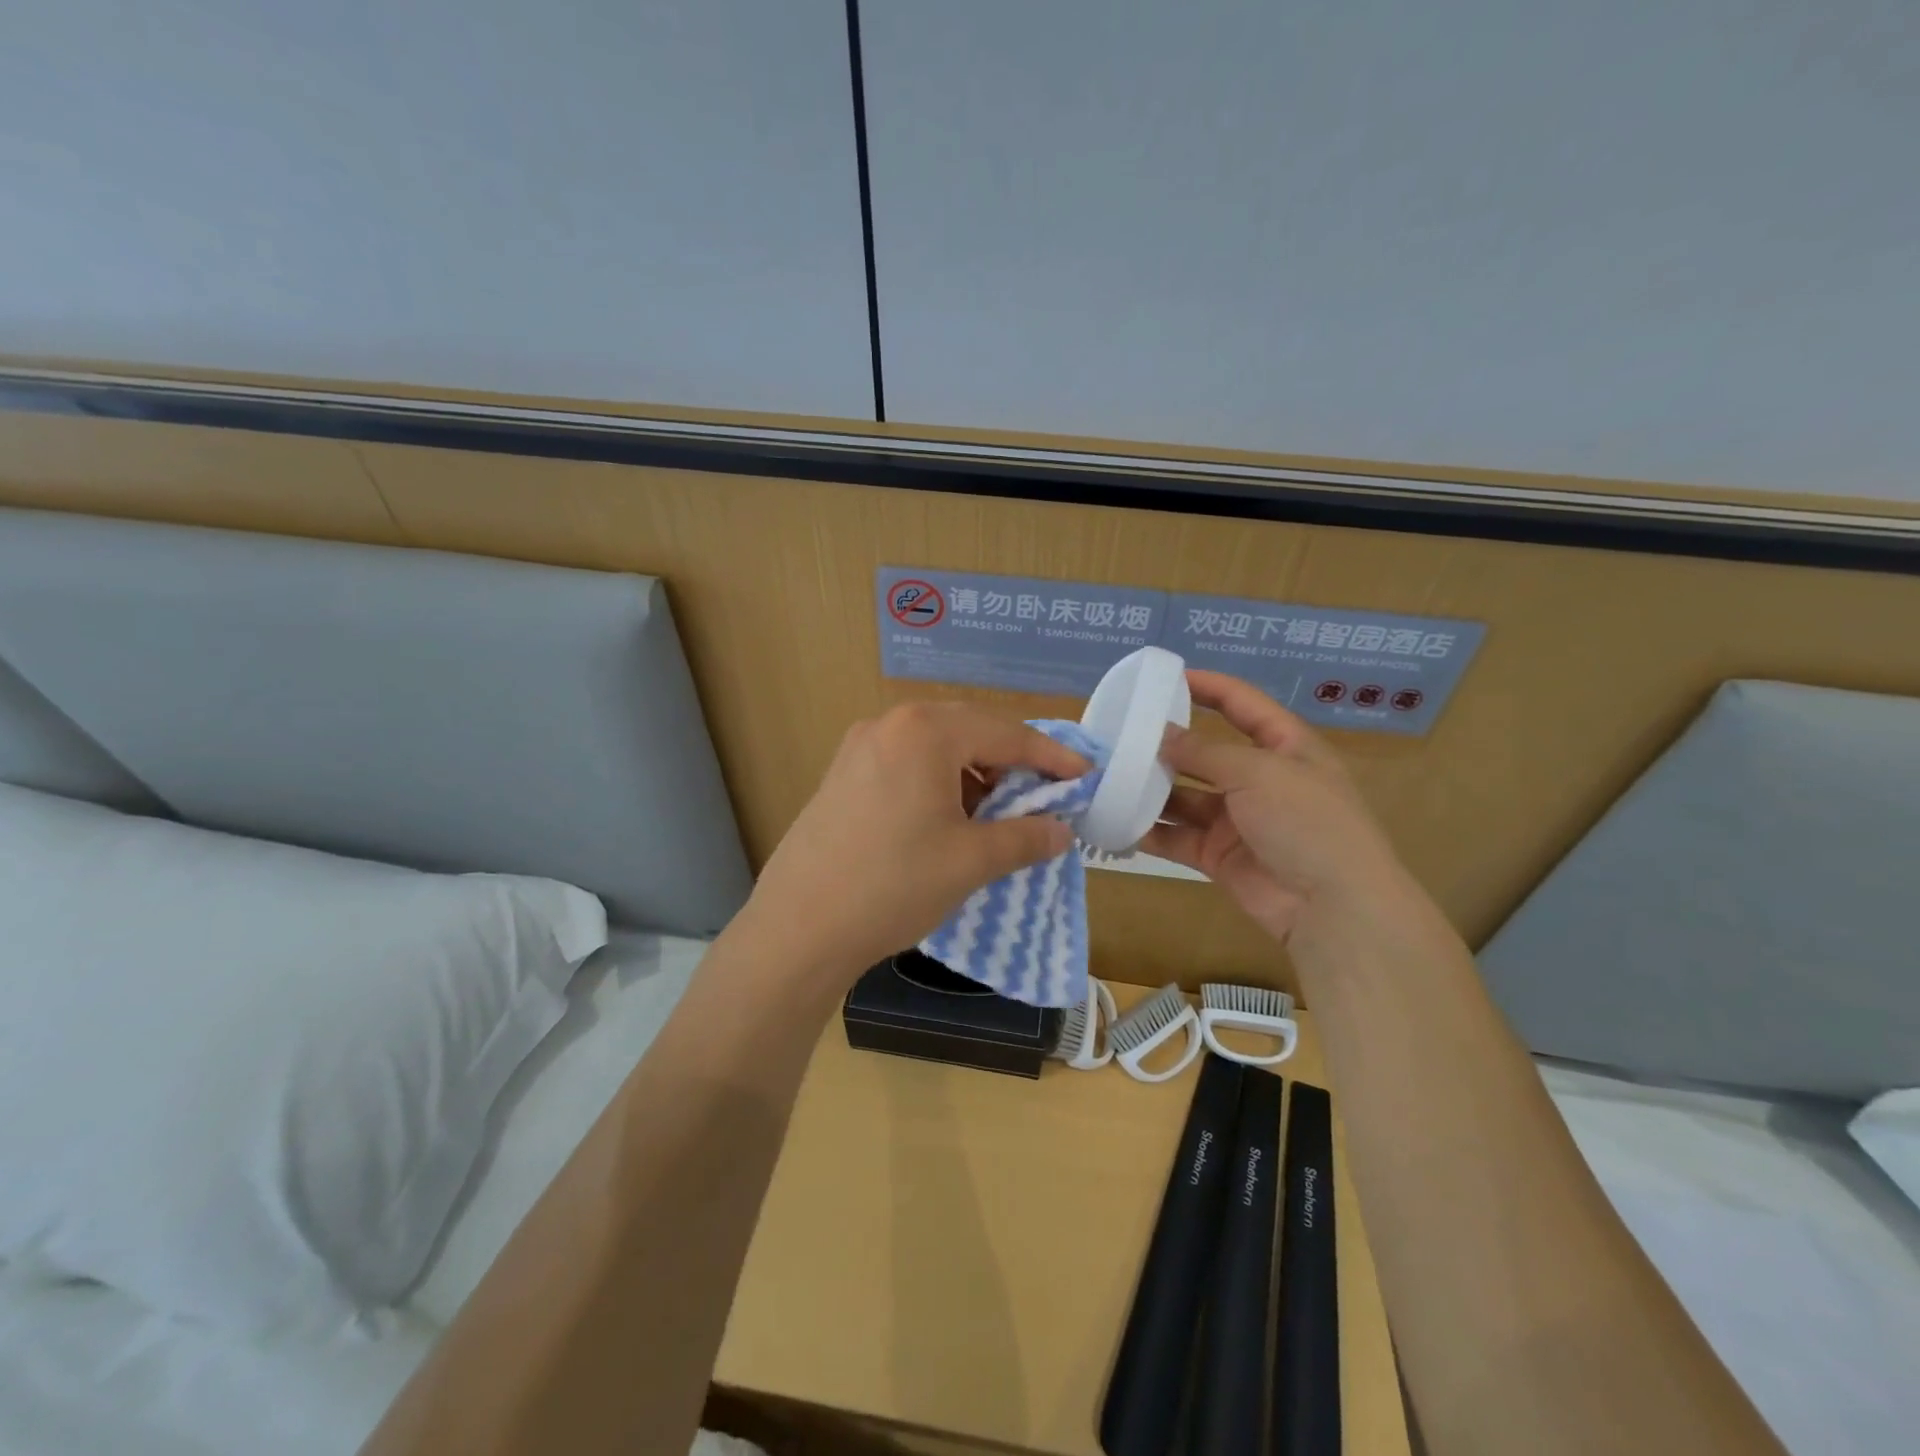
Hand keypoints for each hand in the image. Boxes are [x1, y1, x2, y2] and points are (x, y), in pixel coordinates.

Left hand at [744, 702, 1088, 982]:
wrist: (799, 927)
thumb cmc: (894, 884)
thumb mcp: (971, 861)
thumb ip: (1025, 837)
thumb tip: (1061, 830)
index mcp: (925, 731)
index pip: (1005, 734)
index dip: (1050, 757)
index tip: (1085, 775)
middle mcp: (890, 724)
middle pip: (969, 731)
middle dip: (1011, 762)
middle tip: (1044, 794)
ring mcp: (859, 747)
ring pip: (936, 748)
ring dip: (974, 774)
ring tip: (996, 814)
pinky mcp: (842, 774)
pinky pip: (906, 764)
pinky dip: (939, 783)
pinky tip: (948, 819)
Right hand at [1141, 671, 1403, 943]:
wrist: (1331, 907)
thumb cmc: (1306, 822)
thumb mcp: (1258, 773)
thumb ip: (1204, 752)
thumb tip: (1161, 734)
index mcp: (1285, 747)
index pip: (1242, 704)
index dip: (1207, 687)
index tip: (1164, 677)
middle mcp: (1260, 779)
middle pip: (1206, 752)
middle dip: (1166, 744)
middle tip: (1119, 734)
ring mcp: (1238, 819)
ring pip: (1185, 796)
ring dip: (1151, 788)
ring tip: (1108, 776)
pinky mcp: (1218, 855)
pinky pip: (1177, 836)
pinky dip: (1149, 830)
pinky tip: (1114, 819)